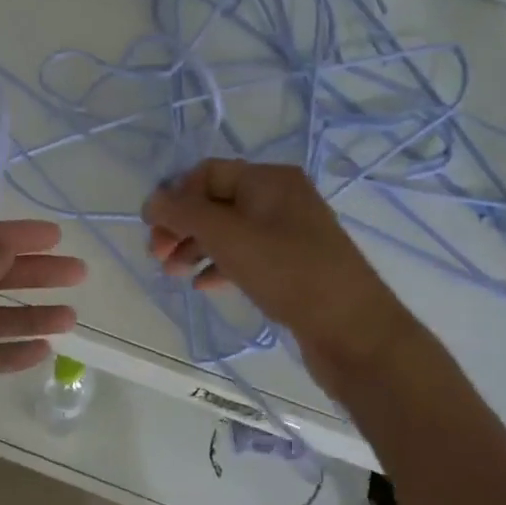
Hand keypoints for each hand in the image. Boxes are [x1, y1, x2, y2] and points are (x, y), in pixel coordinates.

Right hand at [143, 160, 409, 388]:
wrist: (354, 331)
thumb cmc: (288, 272)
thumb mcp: (228, 237)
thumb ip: (183, 213)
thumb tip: (151, 200)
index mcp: (269, 179)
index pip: (207, 173)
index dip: (175, 196)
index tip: (151, 229)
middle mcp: (280, 198)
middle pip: (215, 202)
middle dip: (182, 226)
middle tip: (158, 256)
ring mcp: (288, 233)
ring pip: (229, 231)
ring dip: (196, 247)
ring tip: (174, 274)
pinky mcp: (292, 266)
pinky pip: (246, 256)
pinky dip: (220, 265)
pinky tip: (204, 285)